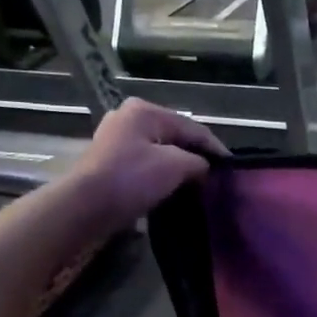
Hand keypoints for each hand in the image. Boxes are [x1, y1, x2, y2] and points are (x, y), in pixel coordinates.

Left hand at [77, 98, 226, 222]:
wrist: (85, 207)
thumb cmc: (131, 179)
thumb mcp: (175, 166)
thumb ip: (197, 162)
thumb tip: (205, 167)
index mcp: (145, 110)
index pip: (192, 127)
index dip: (215, 148)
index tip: (232, 167)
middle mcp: (128, 117)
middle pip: (174, 136)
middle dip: (195, 156)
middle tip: (215, 177)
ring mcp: (115, 139)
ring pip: (159, 151)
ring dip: (178, 167)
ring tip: (197, 185)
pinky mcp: (109, 162)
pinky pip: (144, 164)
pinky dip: (160, 175)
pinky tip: (171, 189)